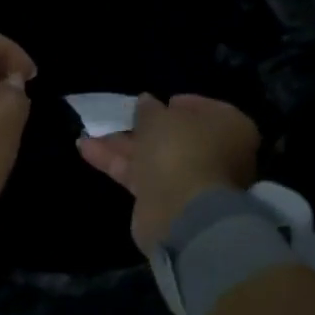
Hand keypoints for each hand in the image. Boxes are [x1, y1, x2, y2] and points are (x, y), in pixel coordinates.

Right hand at [77, 93, 259, 252]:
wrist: (181, 213)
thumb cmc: (181, 151)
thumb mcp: (159, 118)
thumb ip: (149, 110)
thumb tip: (147, 102)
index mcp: (229, 128)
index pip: (205, 109)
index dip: (178, 103)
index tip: (155, 101)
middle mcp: (215, 154)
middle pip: (175, 136)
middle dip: (143, 126)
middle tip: (119, 116)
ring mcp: (190, 181)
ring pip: (153, 156)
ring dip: (122, 145)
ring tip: (89, 132)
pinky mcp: (165, 201)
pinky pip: (140, 176)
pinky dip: (116, 162)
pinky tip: (86, 148)